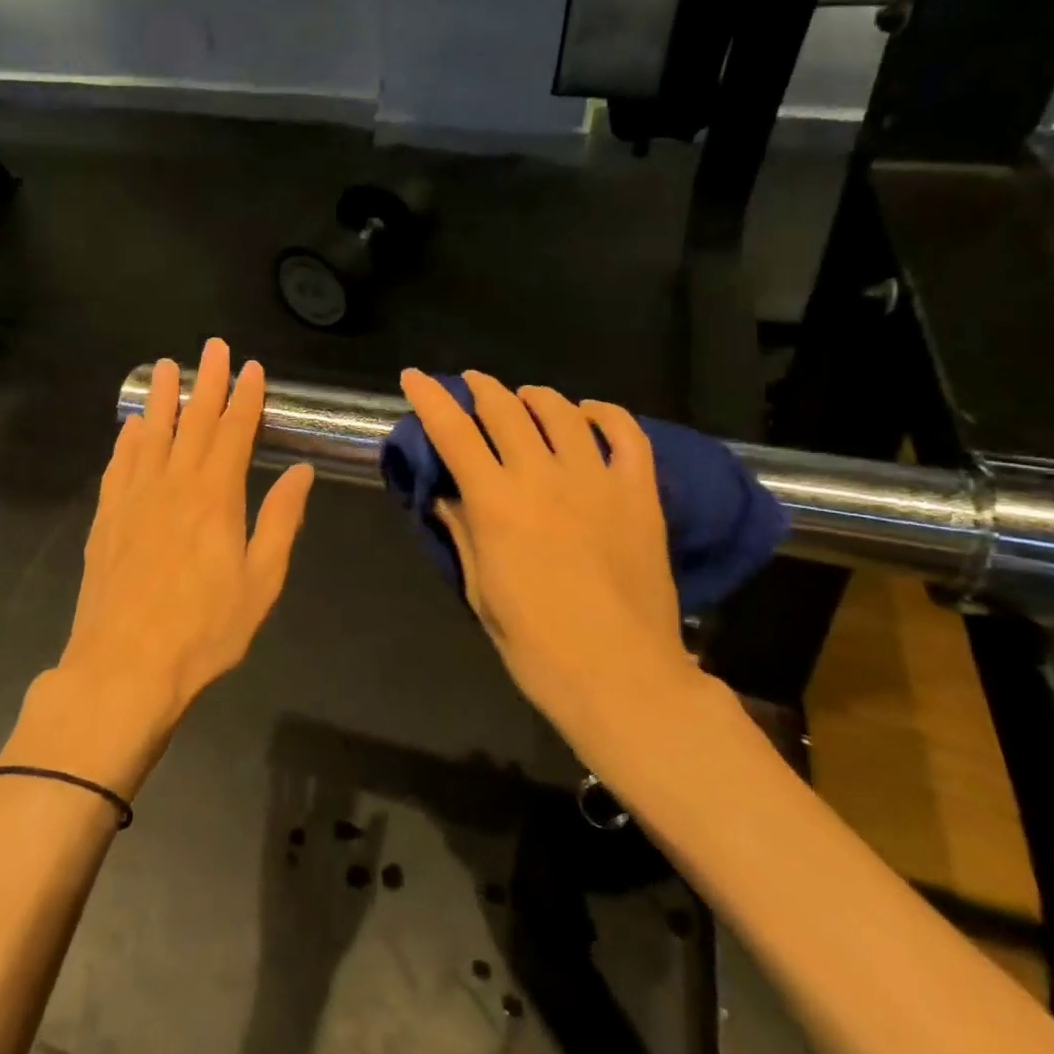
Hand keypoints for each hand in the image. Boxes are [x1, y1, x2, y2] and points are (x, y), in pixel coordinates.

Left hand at [52, 340, 314, 753]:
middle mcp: (173, 485)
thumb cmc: (204, 630)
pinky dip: (127, 440)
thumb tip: (301, 473)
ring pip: (150, 434)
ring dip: (161, 398)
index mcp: (216, 497)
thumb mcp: (262, 582)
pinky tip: (131, 427)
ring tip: (165, 367)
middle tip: (212, 347)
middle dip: (206, 382)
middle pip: (192, 422)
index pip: (233, 433)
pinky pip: (118, 466)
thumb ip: (280, 521)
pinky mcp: (107, 519)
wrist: (124, 668)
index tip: (251, 368)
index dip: (245, 398)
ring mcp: (134, 499)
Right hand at [399, 368, 704, 757]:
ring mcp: (597, 479)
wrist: (622, 676)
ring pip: (562, 411)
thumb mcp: (481, 592)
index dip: (430, 398)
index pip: (453, 432)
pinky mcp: (639, 492)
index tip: (414, 377)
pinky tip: (589, 413)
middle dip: (481, 388)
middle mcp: (543, 476)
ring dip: (535, 396)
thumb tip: (445, 494)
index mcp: (497, 503)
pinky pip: (626, 433)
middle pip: (505, 409)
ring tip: (524, 398)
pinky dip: (604, 414)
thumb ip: (463, 533)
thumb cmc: (537, 646)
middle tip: (470, 384)